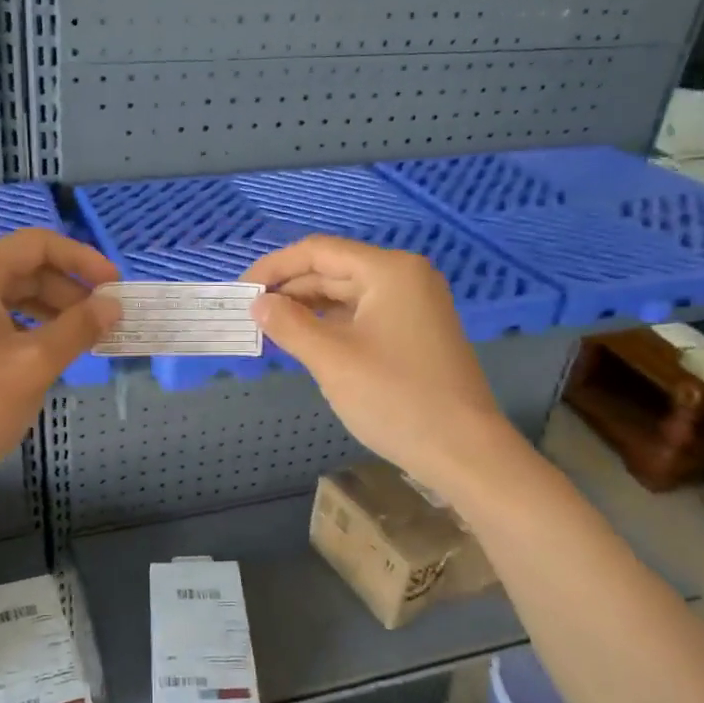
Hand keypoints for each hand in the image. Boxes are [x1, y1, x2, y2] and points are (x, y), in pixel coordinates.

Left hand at [0, 229, 118, 499]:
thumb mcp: (35, 365)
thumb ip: (80, 328)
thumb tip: (113, 305)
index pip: (37, 245)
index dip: (83, 260)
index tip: (115, 286)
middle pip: (22, 268)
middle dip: (68, 290)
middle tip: (104, 320)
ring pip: (6, 294)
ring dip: (49, 309)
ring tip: (82, 337)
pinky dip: (23, 325)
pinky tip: (46, 350)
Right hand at [242, 235, 514, 489]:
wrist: (463, 451)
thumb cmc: (394, 398)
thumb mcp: (332, 359)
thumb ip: (289, 325)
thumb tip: (258, 304)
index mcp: (389, 271)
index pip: (318, 251)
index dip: (274, 267)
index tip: (241, 291)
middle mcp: (404, 278)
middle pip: (333, 270)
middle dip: (289, 290)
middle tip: (250, 315)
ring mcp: (413, 305)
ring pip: (347, 295)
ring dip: (308, 309)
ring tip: (270, 328)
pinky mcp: (414, 332)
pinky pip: (363, 316)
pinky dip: (331, 325)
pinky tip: (305, 341)